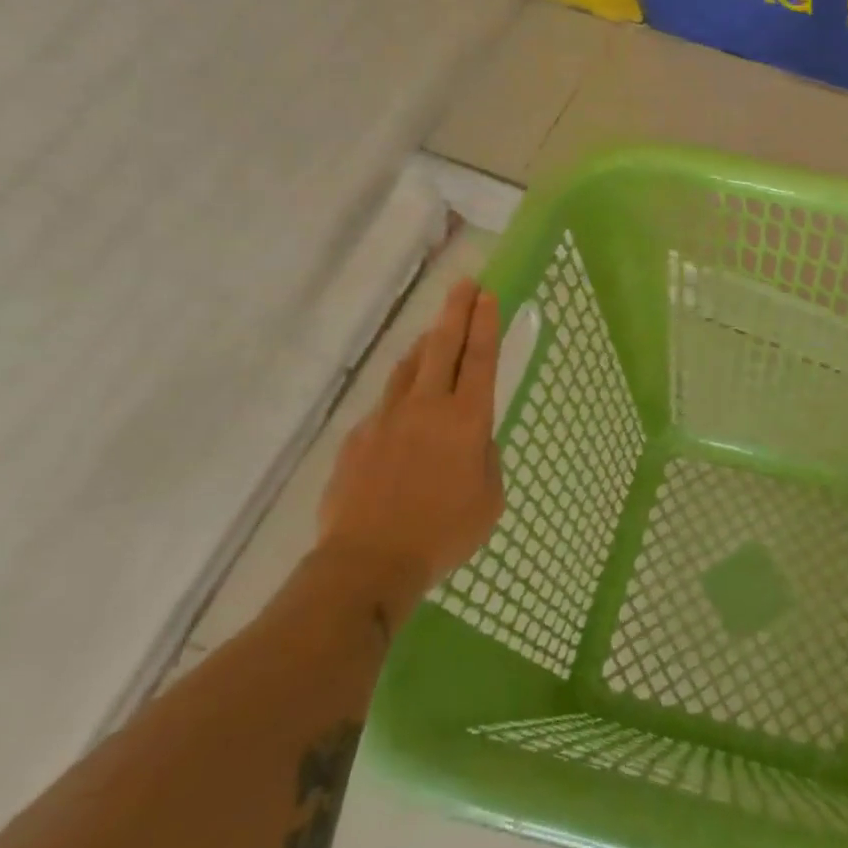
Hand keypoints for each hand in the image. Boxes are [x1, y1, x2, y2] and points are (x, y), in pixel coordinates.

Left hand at [314, 278, 505, 615]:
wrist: (368, 562)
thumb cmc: (443, 533)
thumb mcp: (490, 499)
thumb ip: (485, 458)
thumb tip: (472, 439)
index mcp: (466, 421)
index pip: (479, 359)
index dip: (485, 324)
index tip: (488, 295)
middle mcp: (426, 408)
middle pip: (441, 347)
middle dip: (455, 312)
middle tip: (464, 284)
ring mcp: (386, 419)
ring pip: (407, 369)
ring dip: (424, 346)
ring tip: (433, 333)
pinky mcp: (357, 438)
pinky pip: (384, 406)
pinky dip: (399, 397)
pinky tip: (402, 413)